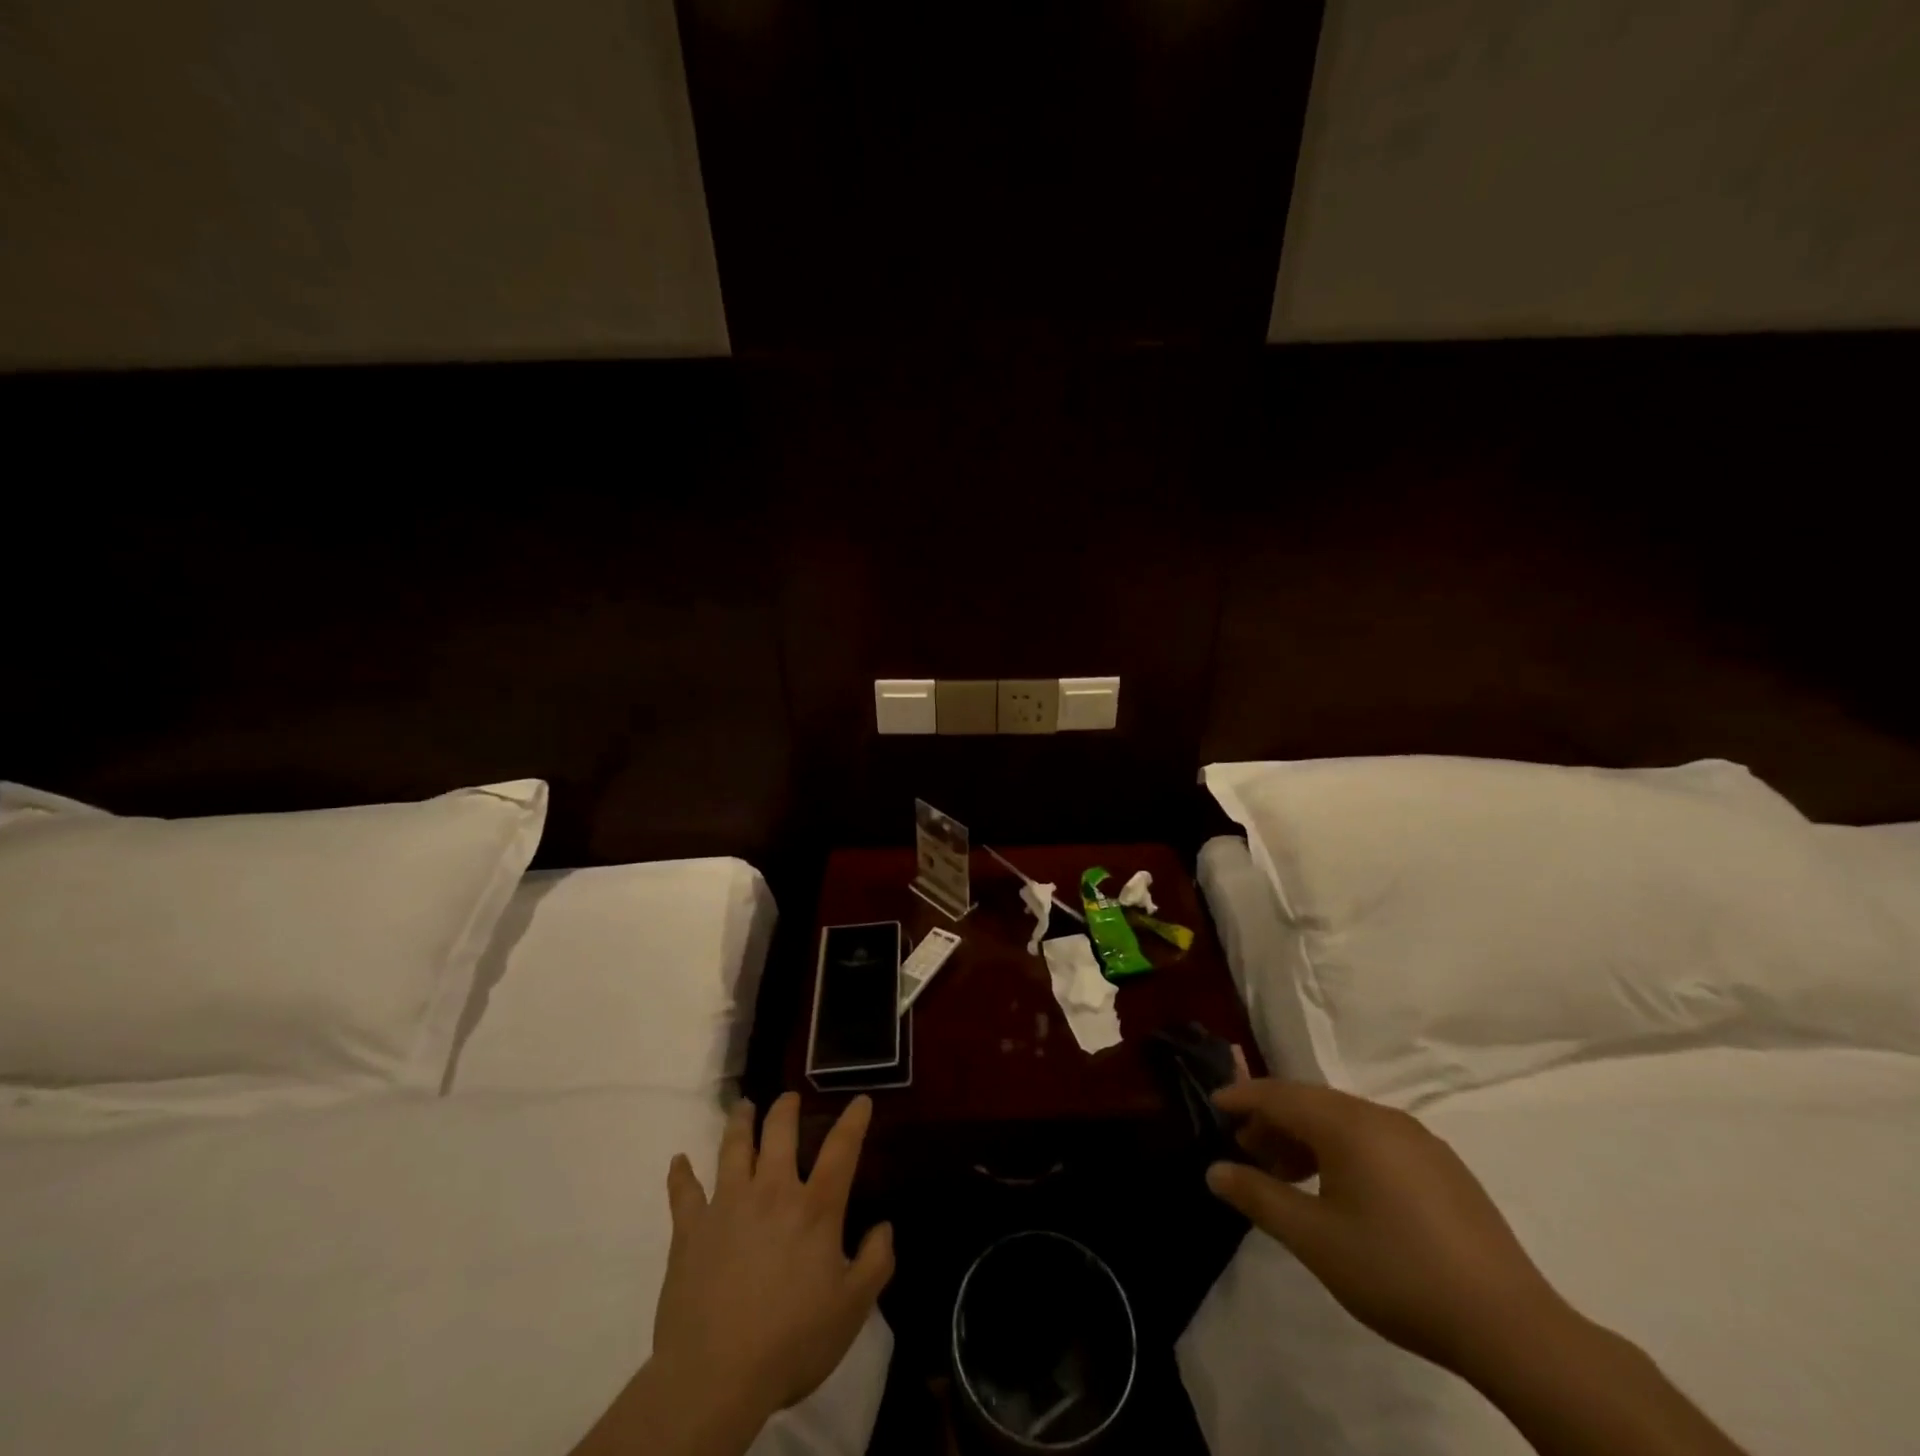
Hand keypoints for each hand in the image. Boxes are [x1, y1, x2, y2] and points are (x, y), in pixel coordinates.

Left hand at [653, 1093, 893, 1421]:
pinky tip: (678, 1161)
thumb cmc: (791, 1342)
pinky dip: (681, 1174)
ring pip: (733, 1149)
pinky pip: (683, 1192)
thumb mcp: (851, 1309)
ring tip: (743, 1106)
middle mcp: (771, 1192)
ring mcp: (726, 1206)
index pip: (841, 1150)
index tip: (860, 1100)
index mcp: (814, 1208)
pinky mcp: (690, 1230)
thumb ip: (876, 1262)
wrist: (715, 1377)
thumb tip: (884, 1226)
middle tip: (789, 1098)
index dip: (853, 1121)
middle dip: (785, 1110)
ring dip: (739, 1123)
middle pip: (779, 1134)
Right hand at [1205, 1079, 1573, 1379]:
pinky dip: (1343, 1150)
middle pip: (1312, 1103)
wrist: (1510, 1325)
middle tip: (1246, 1149)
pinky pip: (1376, 1139)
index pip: (1280, 1094)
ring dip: (1308, 1137)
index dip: (1243, 1097)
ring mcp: (1419, 1139)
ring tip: (1287, 1174)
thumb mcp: (1313, 1239)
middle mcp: (1382, 1117)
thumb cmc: (1396, 1271)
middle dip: (1273, 1120)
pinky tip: (1341, 1190)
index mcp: (1348, 1124)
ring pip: (1345, 1121)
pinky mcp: (1443, 1167)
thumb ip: (1259, 1197)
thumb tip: (1215, 1171)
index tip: (1213, 1103)